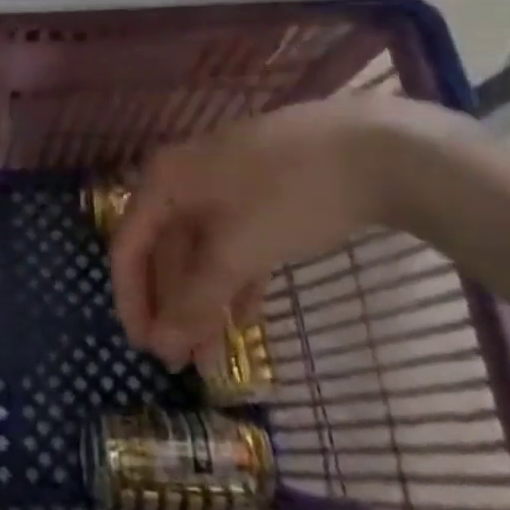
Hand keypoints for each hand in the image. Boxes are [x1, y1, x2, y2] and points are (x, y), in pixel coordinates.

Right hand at [109, 98, 436, 367]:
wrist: (380, 146)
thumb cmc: (289, 194)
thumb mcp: (237, 251)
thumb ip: (195, 301)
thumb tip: (162, 347)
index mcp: (164, 181)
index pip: (129, 246)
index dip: (132, 299)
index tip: (143, 348)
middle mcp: (185, 180)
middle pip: (164, 251)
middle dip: (172, 308)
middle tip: (180, 363)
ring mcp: (225, 186)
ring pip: (201, 252)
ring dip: (203, 303)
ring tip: (212, 358)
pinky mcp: (262, 196)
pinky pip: (233, 245)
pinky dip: (233, 283)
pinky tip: (242, 321)